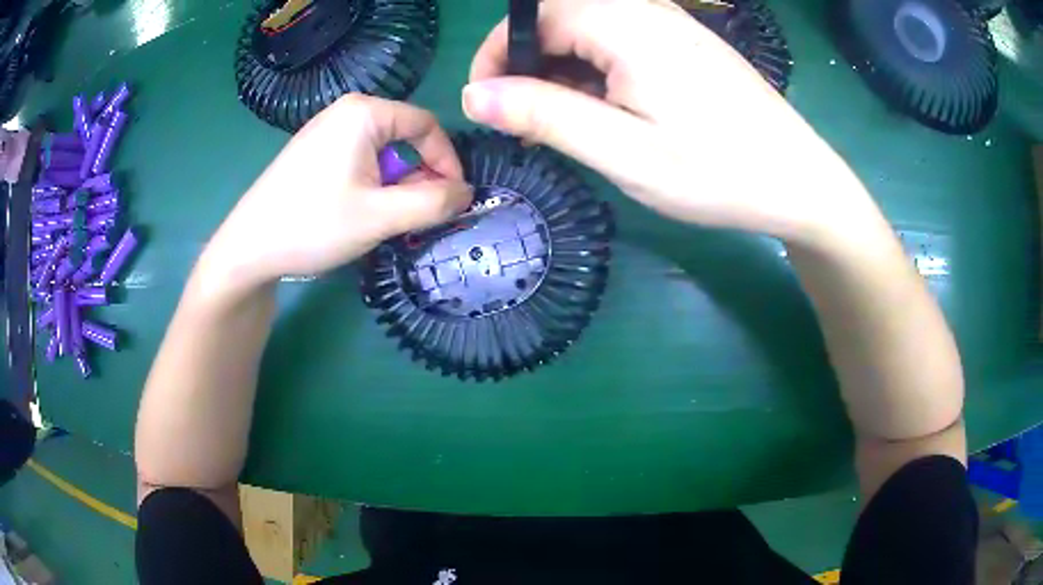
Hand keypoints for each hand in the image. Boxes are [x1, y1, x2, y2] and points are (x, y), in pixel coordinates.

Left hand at [200, 95, 471, 292]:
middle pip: (404, 136)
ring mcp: (325, 130)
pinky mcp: (312, 152)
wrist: (248, 248)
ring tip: (387, 218)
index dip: (447, 160)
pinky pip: (358, 158)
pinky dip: (371, 183)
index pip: (426, 124)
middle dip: (420, 175)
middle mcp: (345, 112)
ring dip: (395, 183)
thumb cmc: (313, 225)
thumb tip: (467, 192)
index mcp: (364, 113)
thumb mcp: (381, 216)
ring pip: (381, 151)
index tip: (453, 198)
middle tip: (420, 214)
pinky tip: (358, 211)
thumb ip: (433, 202)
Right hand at [464, 0, 872, 242]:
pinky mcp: (687, 45)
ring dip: (564, 69)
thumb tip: (476, 96)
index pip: (536, 16)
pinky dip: (598, 70)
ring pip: (591, 30)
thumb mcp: (624, 153)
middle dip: (529, 63)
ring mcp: (673, 25)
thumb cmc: (718, 173)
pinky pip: (623, 41)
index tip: (488, 102)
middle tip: (527, 121)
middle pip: (562, 17)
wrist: (801, 183)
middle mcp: (648, 11)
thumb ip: (547, 115)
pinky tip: (609, 110)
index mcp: (628, 26)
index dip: (498, 53)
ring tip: (565, 123)